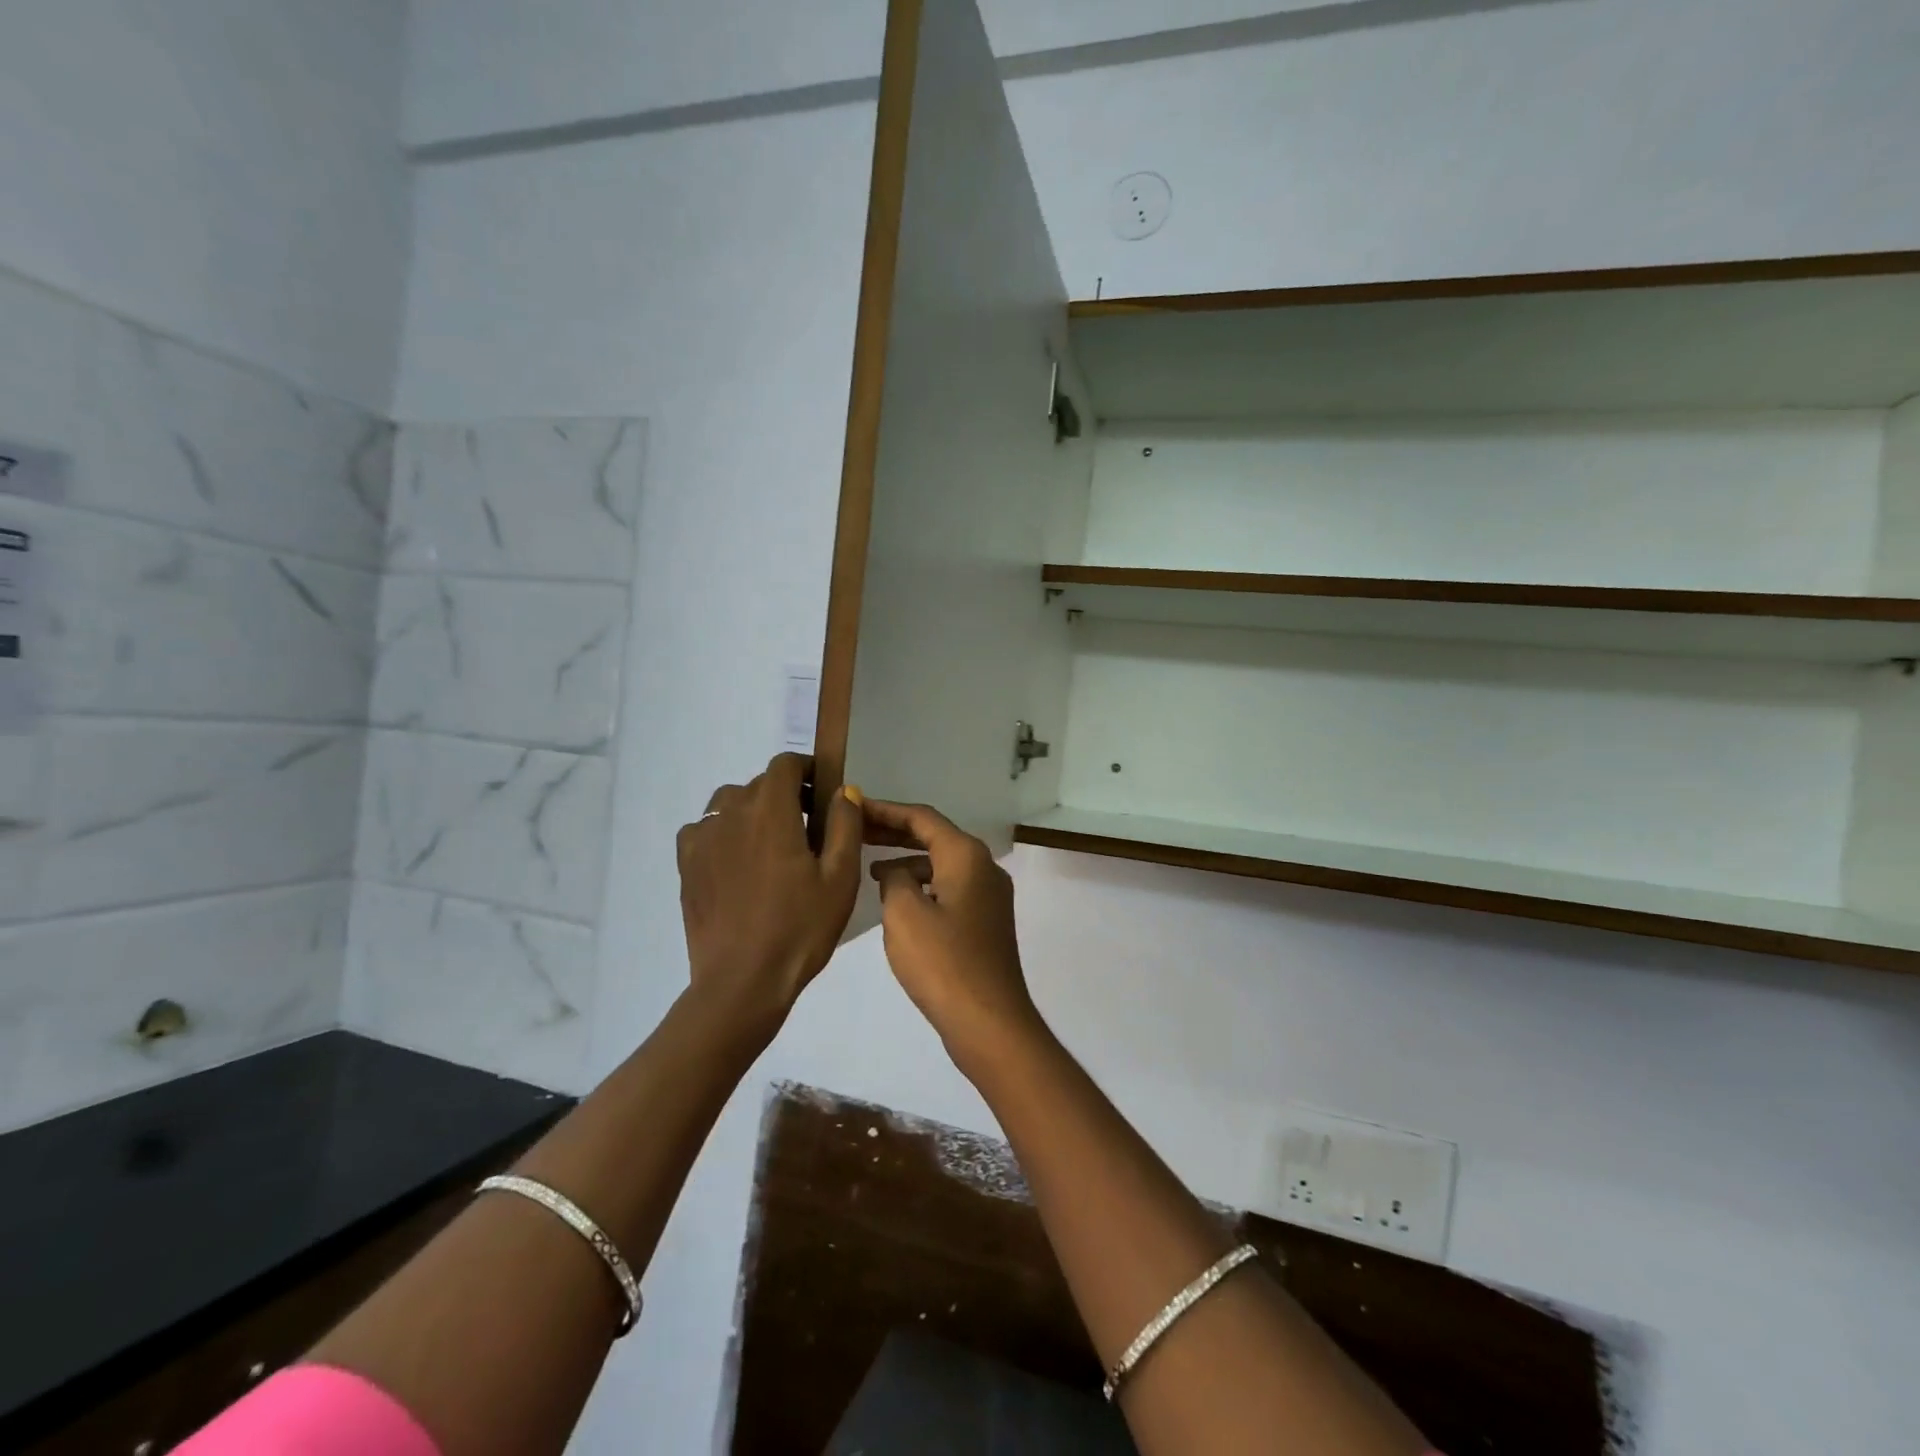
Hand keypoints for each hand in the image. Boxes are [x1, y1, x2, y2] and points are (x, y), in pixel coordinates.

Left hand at [677, 754, 862, 1034]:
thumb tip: (844, 791)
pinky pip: (704, 830)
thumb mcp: (840, 878)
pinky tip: (737, 862)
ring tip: (770, 844)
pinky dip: (723, 832)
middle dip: (784, 794)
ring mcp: (702, 839)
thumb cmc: (800, 928)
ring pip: (728, 804)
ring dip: (752, 811)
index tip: (822, 791)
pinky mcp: (686, 866)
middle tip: (807, 828)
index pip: (783, 765)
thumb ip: (844, 825)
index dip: (805, 769)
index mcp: (771, 811)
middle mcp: (731, 814)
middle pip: (758, 784)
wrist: (743, 982)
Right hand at [864, 800, 1043, 1073]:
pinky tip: (897, 904)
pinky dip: (922, 886)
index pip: (922, 817)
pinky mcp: (985, 923)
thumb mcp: (904, 912)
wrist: (988, 1021)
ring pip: (941, 864)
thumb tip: (896, 873)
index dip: (886, 810)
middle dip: (895, 832)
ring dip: (907, 861)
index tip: (853, 806)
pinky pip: (948, 889)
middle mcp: (984, 867)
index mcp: (967, 856)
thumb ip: (894, 879)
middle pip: (934, 837)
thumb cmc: (943, 962)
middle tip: (855, 831)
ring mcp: (988, 896)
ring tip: (869, 870)